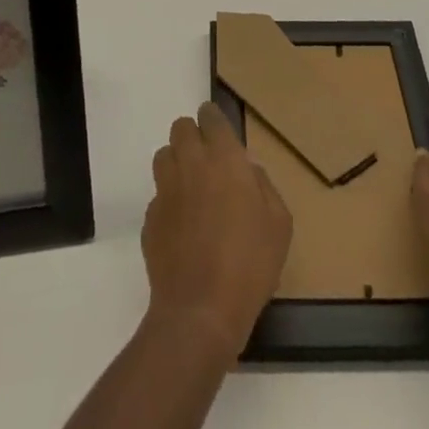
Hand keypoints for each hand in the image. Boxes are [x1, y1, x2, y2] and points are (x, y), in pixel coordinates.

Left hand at [141, 101, 292, 361]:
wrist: (201, 312)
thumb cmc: (249, 264)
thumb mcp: (279, 224)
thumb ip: (264, 186)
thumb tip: (248, 171)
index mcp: (224, 158)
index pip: (211, 117)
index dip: (213, 119)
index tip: (219, 131)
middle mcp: (191, 163)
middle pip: (181, 128)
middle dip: (192, 136)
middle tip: (206, 160)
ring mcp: (166, 190)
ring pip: (164, 156)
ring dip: (176, 163)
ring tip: (190, 188)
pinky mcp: (150, 219)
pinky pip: (157, 196)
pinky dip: (168, 202)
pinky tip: (181, 227)